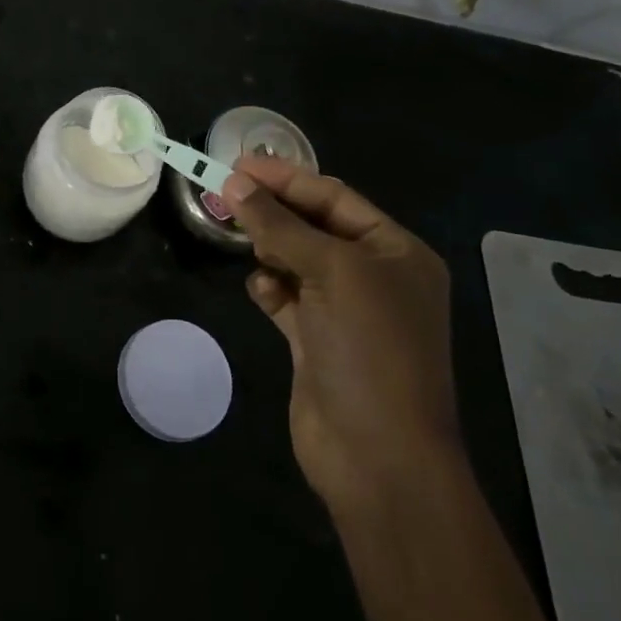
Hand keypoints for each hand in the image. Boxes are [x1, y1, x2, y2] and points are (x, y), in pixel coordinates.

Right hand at [220, 156, 457, 513]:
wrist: (378, 457)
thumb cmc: (368, 350)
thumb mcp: (329, 273)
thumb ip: (279, 225)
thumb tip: (235, 182)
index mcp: (396, 252)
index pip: (334, 197)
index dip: (286, 178)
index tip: (237, 163)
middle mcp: (375, 277)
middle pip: (313, 226)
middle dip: (272, 211)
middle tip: (224, 193)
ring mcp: (346, 311)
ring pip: (296, 261)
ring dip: (270, 250)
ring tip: (245, 243)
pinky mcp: (318, 341)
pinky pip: (288, 298)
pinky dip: (271, 289)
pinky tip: (261, 292)